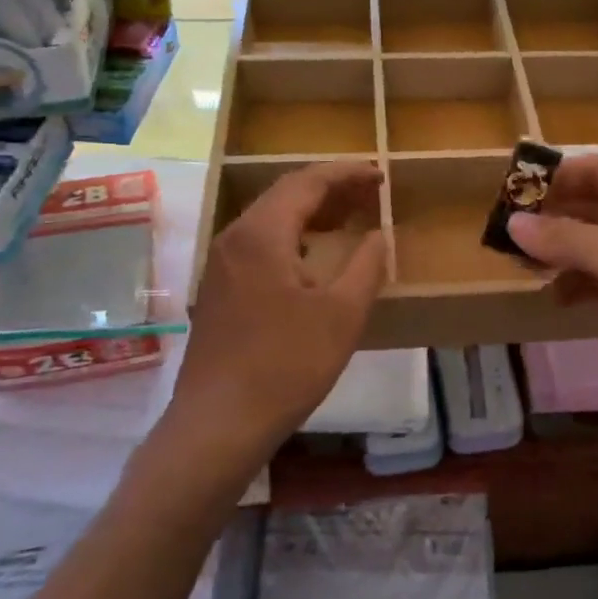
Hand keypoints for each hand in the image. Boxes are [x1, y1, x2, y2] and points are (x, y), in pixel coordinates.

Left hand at [168, 162, 386, 459]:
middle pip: (285, 194)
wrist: (217, 425)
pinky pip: (260, 243)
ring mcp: (221, 264)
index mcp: (262, 233)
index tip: (380, 174)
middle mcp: (235, 237)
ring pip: (271, 219)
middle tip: (370, 193)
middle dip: (330, 188)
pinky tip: (314, 257)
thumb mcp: (341, 315)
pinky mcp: (218, 289)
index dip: (347, 174)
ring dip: (311, 212)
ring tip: (349, 217)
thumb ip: (366, 266)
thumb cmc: (285, 365)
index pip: (308, 182)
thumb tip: (379, 235)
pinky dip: (293, 236)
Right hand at [506, 155, 597, 445]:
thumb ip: (566, 238)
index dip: (559, 176)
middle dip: (554, 217)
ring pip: (597, 248)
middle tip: (506, 230)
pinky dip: (579, 286)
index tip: (513, 188)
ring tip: (521, 263)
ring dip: (562, 254)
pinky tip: (555, 296)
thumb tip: (512, 222)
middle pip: (596, 208)